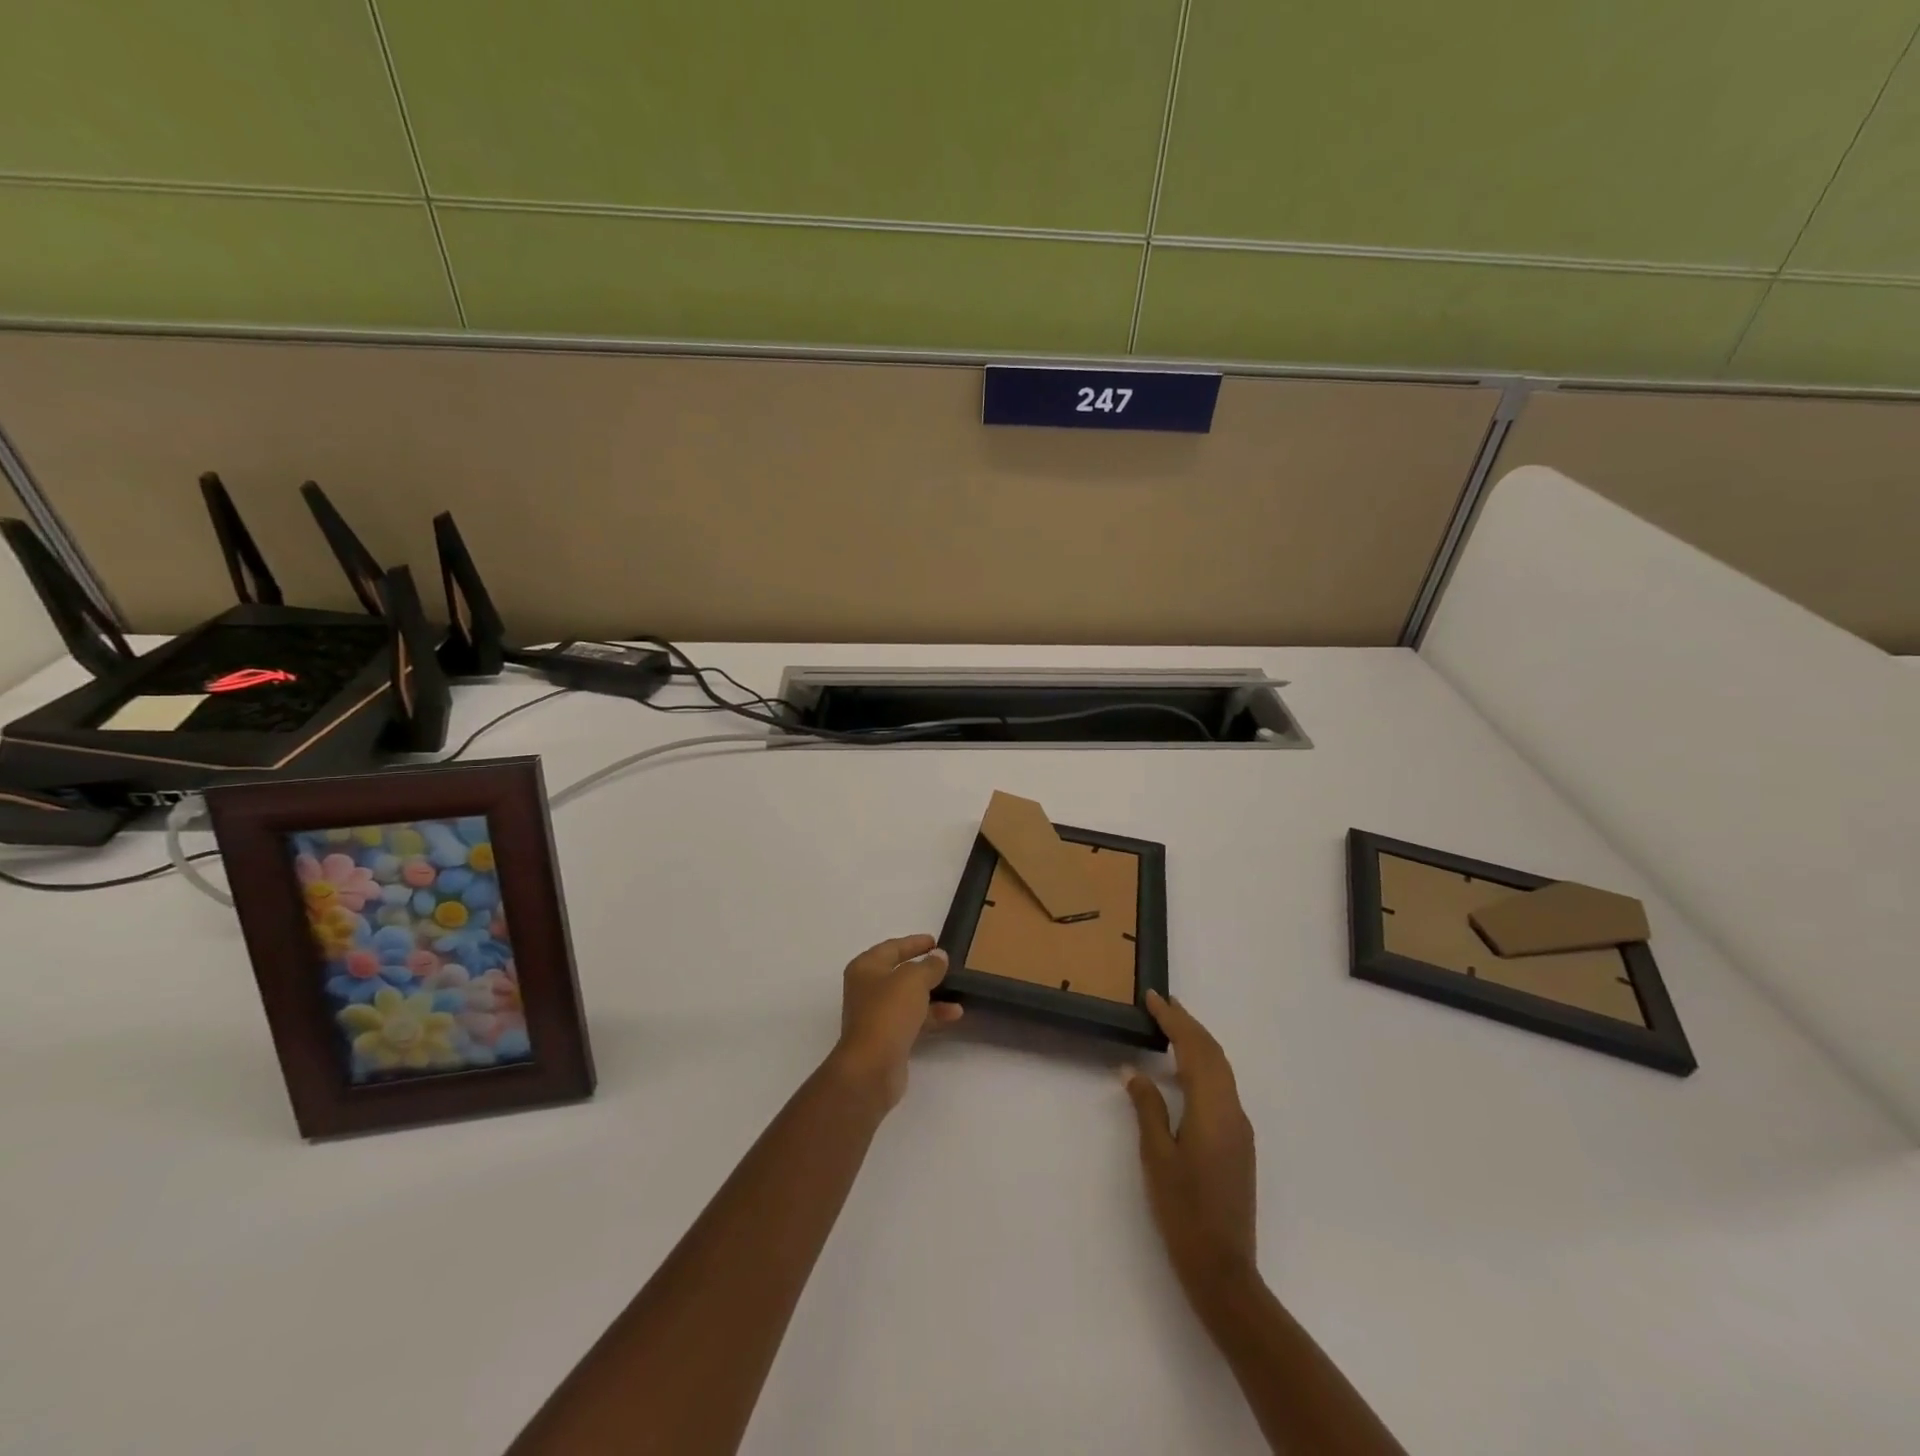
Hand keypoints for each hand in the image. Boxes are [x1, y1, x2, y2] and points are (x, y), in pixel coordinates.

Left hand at [829, 934, 962, 1110]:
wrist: (871, 1067)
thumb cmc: (888, 1013)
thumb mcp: (913, 980)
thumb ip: (929, 966)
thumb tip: (939, 956)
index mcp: (866, 968)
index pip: (892, 947)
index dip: (914, 943)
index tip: (935, 941)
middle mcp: (867, 989)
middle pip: (900, 973)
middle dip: (925, 970)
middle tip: (948, 965)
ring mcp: (876, 1015)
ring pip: (908, 998)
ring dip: (933, 995)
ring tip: (959, 992)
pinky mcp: (887, 1038)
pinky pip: (913, 1020)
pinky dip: (931, 1015)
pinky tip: (954, 1015)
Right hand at [1125, 990, 1258, 1295]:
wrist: (1224, 1269)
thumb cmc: (1184, 1211)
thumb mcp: (1157, 1157)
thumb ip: (1147, 1107)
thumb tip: (1133, 1070)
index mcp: (1213, 1109)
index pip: (1195, 1049)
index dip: (1174, 1019)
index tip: (1153, 997)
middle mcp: (1233, 1111)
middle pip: (1213, 1053)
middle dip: (1188, 1024)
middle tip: (1162, 1003)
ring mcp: (1240, 1127)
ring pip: (1221, 1069)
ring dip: (1198, 1042)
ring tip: (1171, 1027)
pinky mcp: (1239, 1142)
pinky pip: (1223, 1087)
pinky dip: (1204, 1065)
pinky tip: (1184, 1071)